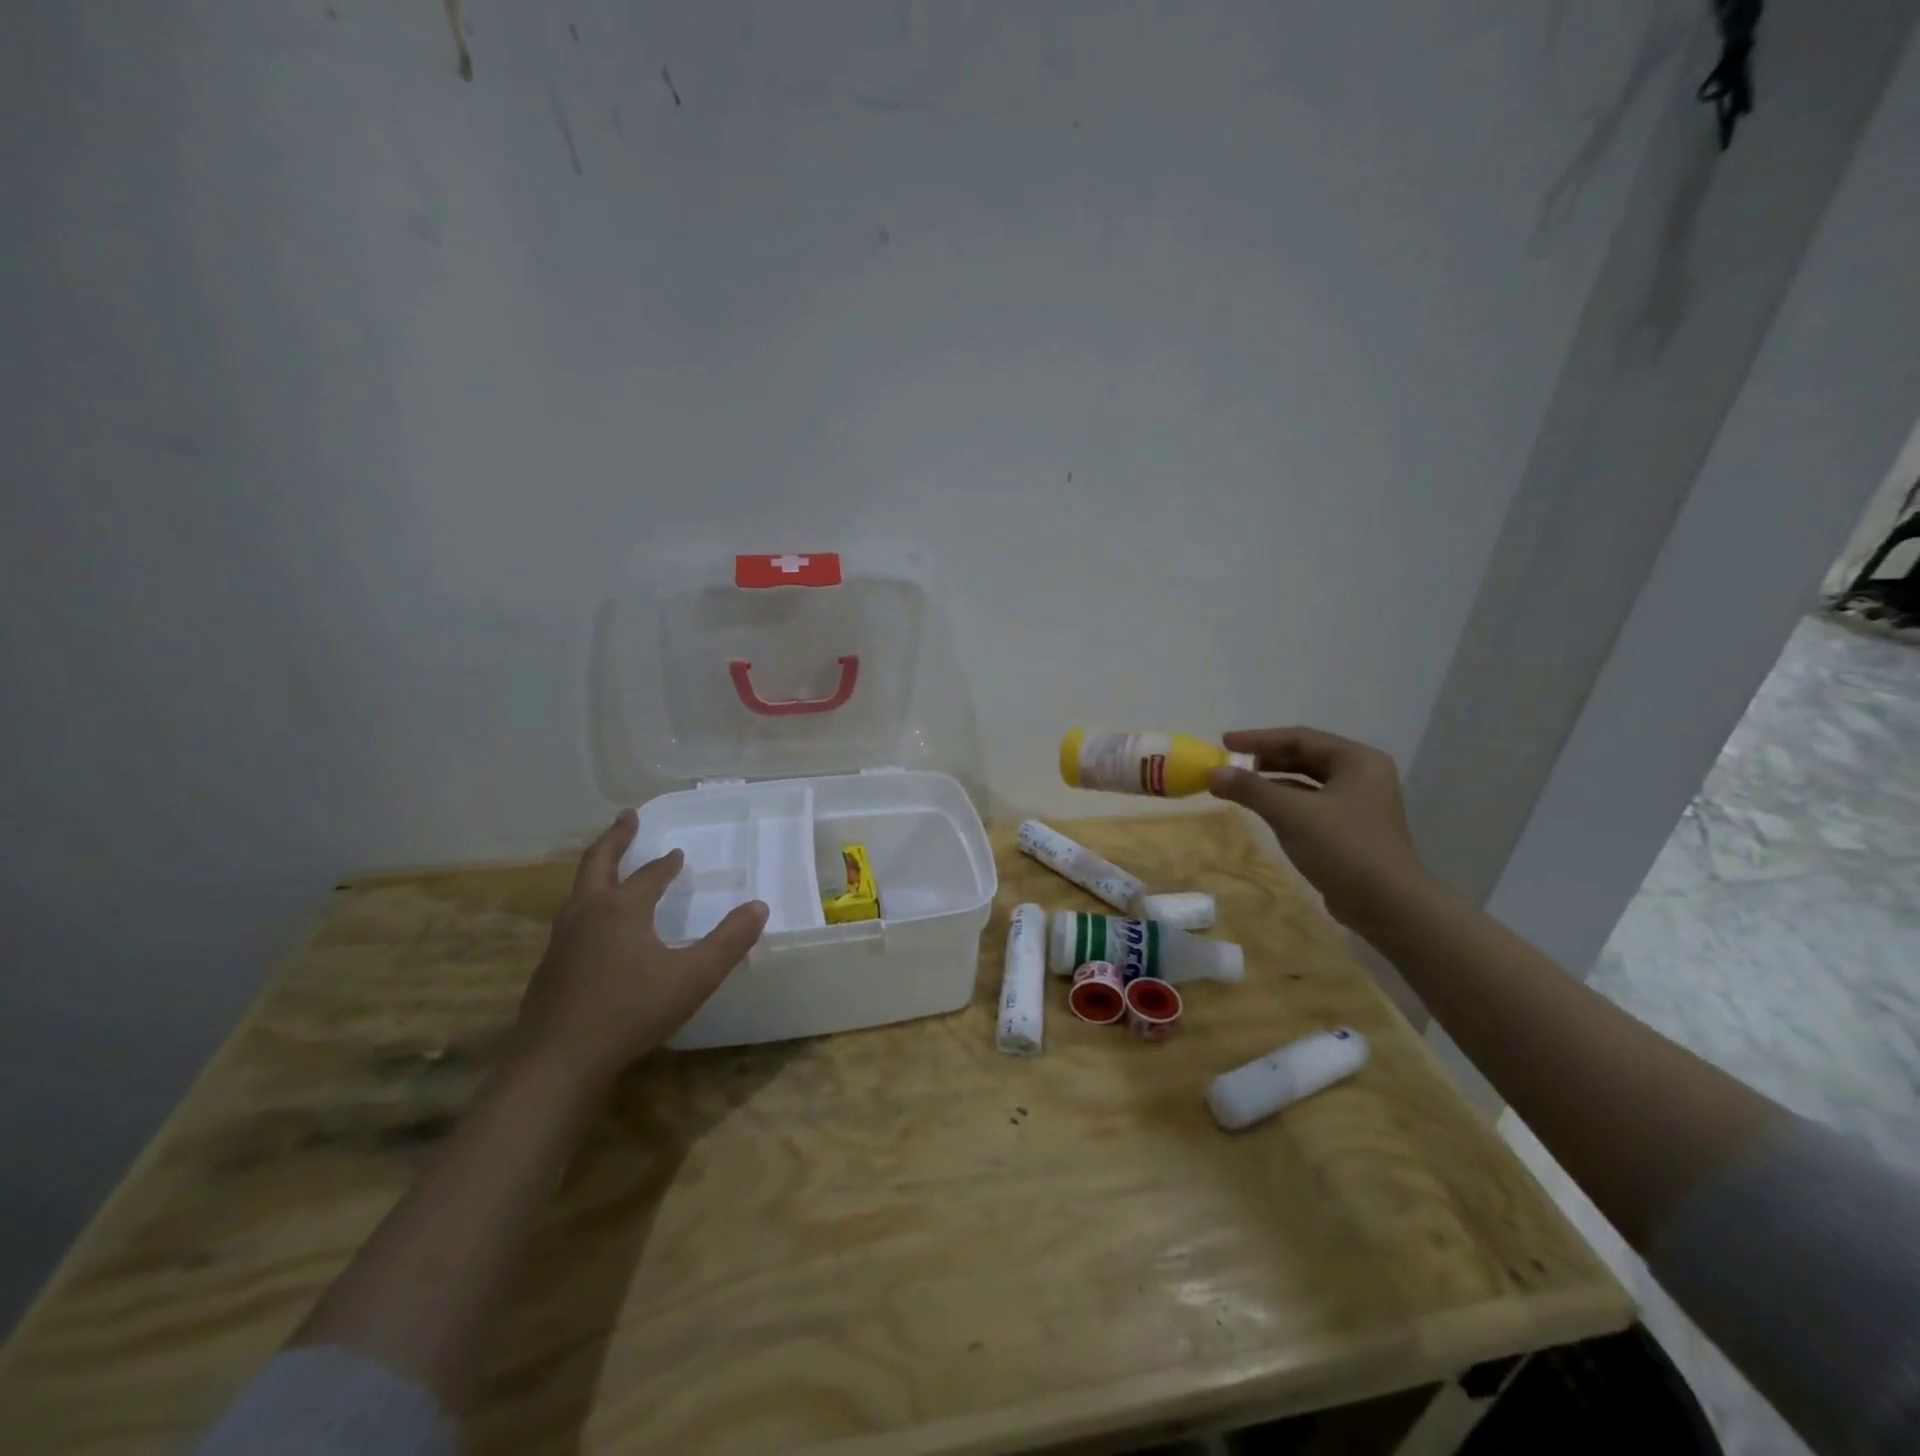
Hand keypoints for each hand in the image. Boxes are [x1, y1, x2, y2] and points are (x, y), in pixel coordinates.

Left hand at [513, 811, 767, 1092]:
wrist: (558, 1061)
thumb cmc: (631, 1010)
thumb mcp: (694, 976)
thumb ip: (729, 941)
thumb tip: (759, 906)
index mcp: (622, 908)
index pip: (649, 875)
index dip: (666, 864)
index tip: (677, 854)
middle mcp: (587, 914)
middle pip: (597, 863)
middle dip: (615, 838)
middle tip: (627, 817)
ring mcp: (561, 942)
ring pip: (579, 892)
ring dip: (597, 872)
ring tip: (609, 869)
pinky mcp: (548, 969)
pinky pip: (571, 922)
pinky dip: (588, 907)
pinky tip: (596, 932)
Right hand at [1207, 727, 1430, 929]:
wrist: (1388, 906)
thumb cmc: (1343, 848)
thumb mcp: (1291, 813)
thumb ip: (1250, 789)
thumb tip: (1212, 773)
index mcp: (1357, 760)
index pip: (1300, 738)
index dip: (1259, 739)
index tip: (1224, 742)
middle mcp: (1363, 775)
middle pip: (1305, 757)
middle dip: (1265, 759)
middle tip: (1229, 762)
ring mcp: (1360, 803)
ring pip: (1308, 782)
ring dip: (1273, 781)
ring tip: (1240, 784)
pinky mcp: (1352, 829)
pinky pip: (1312, 804)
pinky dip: (1285, 801)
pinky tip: (1263, 809)